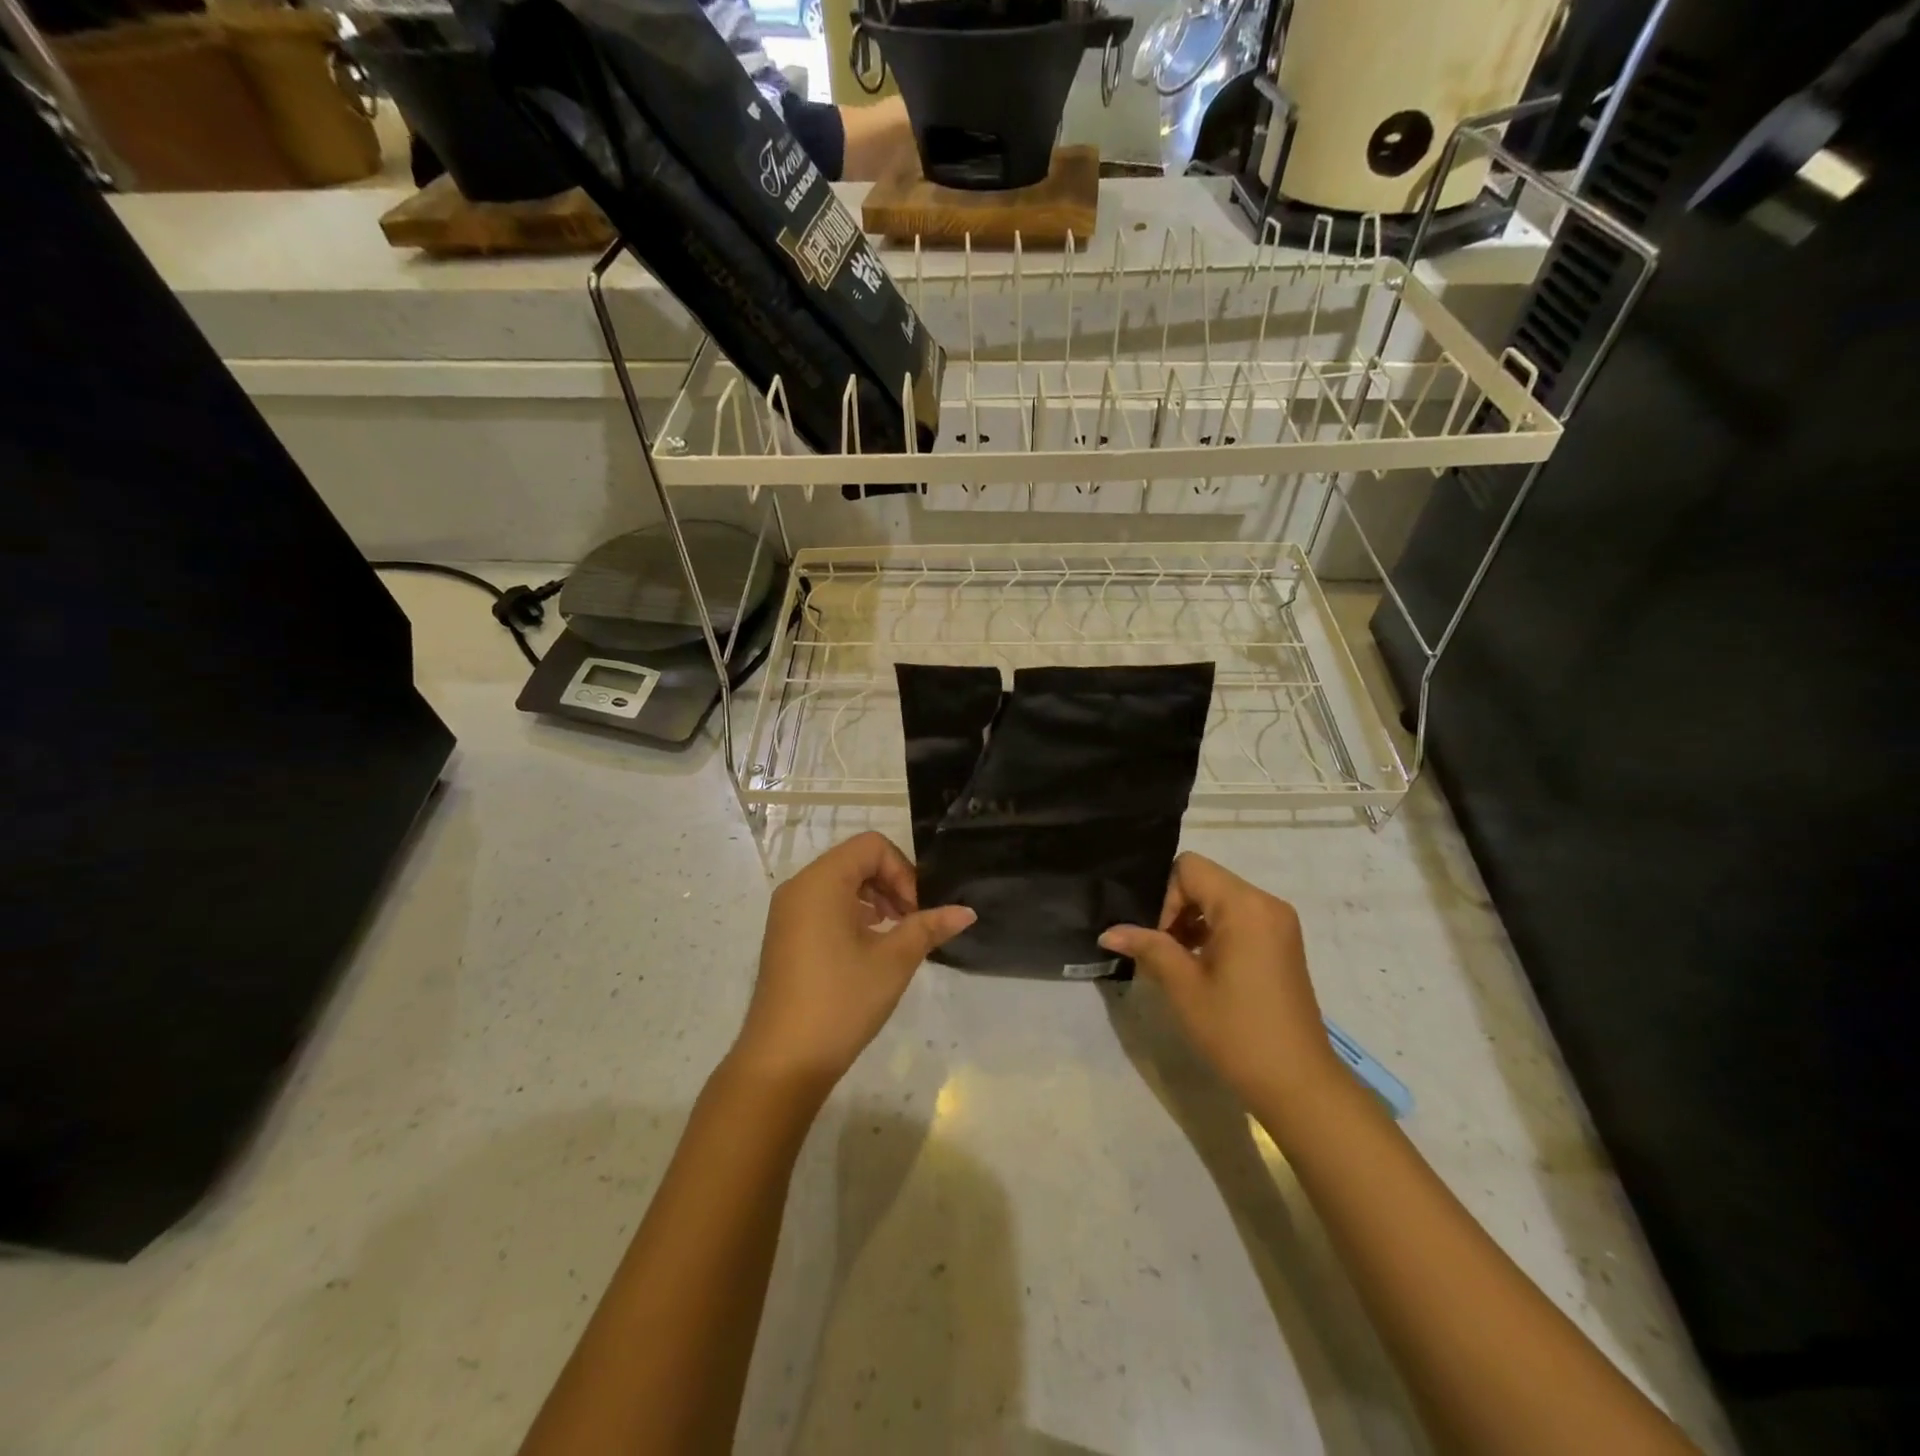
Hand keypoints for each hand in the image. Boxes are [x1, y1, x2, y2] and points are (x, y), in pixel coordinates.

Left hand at [734, 832, 974, 1093]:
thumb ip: (929, 927)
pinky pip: (824, 905)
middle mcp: (799, 887)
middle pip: (856, 860)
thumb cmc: (841, 1001)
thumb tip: (967, 911)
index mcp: (821, 881)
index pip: (872, 846)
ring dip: (874, 899)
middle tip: (912, 923)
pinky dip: (852, 914)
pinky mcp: (785, 936)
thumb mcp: (893, 961)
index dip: (903, 871)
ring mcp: (787, 912)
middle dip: (891, 884)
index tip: (916, 912)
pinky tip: (868, 950)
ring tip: (894, 937)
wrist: (783, 1061)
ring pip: (840, 883)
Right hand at [1100, 853, 1339, 1109]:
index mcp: (1245, 906)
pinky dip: (1213, 932)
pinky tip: (1199, 968)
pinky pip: (1238, 918)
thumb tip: (1109, 932)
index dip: (1164, 896)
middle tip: (1158, 951)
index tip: (1156, 938)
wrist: (1298, 1084)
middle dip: (1175, 909)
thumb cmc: (1237, 1031)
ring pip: (1219, 900)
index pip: (1188, 869)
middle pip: (1205, 881)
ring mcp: (1278, 923)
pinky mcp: (1281, 943)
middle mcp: (1266, 903)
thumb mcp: (1183, 986)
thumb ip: (1147, 947)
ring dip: (1191, 922)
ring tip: (1175, 962)